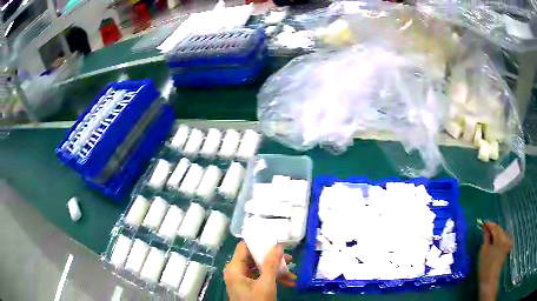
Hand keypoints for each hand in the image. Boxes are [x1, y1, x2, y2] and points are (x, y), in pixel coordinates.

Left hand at [224, 241, 295, 300]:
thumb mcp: (266, 283)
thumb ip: (271, 264)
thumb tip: (278, 245)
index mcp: (234, 268)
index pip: (244, 247)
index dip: (258, 242)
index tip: (274, 238)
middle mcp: (237, 272)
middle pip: (254, 258)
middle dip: (273, 259)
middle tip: (289, 258)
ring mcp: (243, 280)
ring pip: (260, 269)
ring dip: (277, 271)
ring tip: (293, 273)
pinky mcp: (249, 287)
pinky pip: (261, 278)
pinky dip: (274, 279)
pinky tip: (289, 283)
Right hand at [478, 221, 512, 300]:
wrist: (490, 281)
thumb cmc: (485, 267)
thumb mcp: (483, 251)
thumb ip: (486, 238)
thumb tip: (485, 228)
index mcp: (501, 238)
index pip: (495, 227)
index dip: (489, 224)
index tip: (483, 222)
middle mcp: (506, 237)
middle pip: (499, 229)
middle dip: (493, 229)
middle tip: (485, 229)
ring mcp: (508, 242)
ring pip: (502, 233)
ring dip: (496, 233)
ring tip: (489, 236)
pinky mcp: (507, 247)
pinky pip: (503, 238)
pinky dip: (499, 238)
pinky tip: (494, 241)